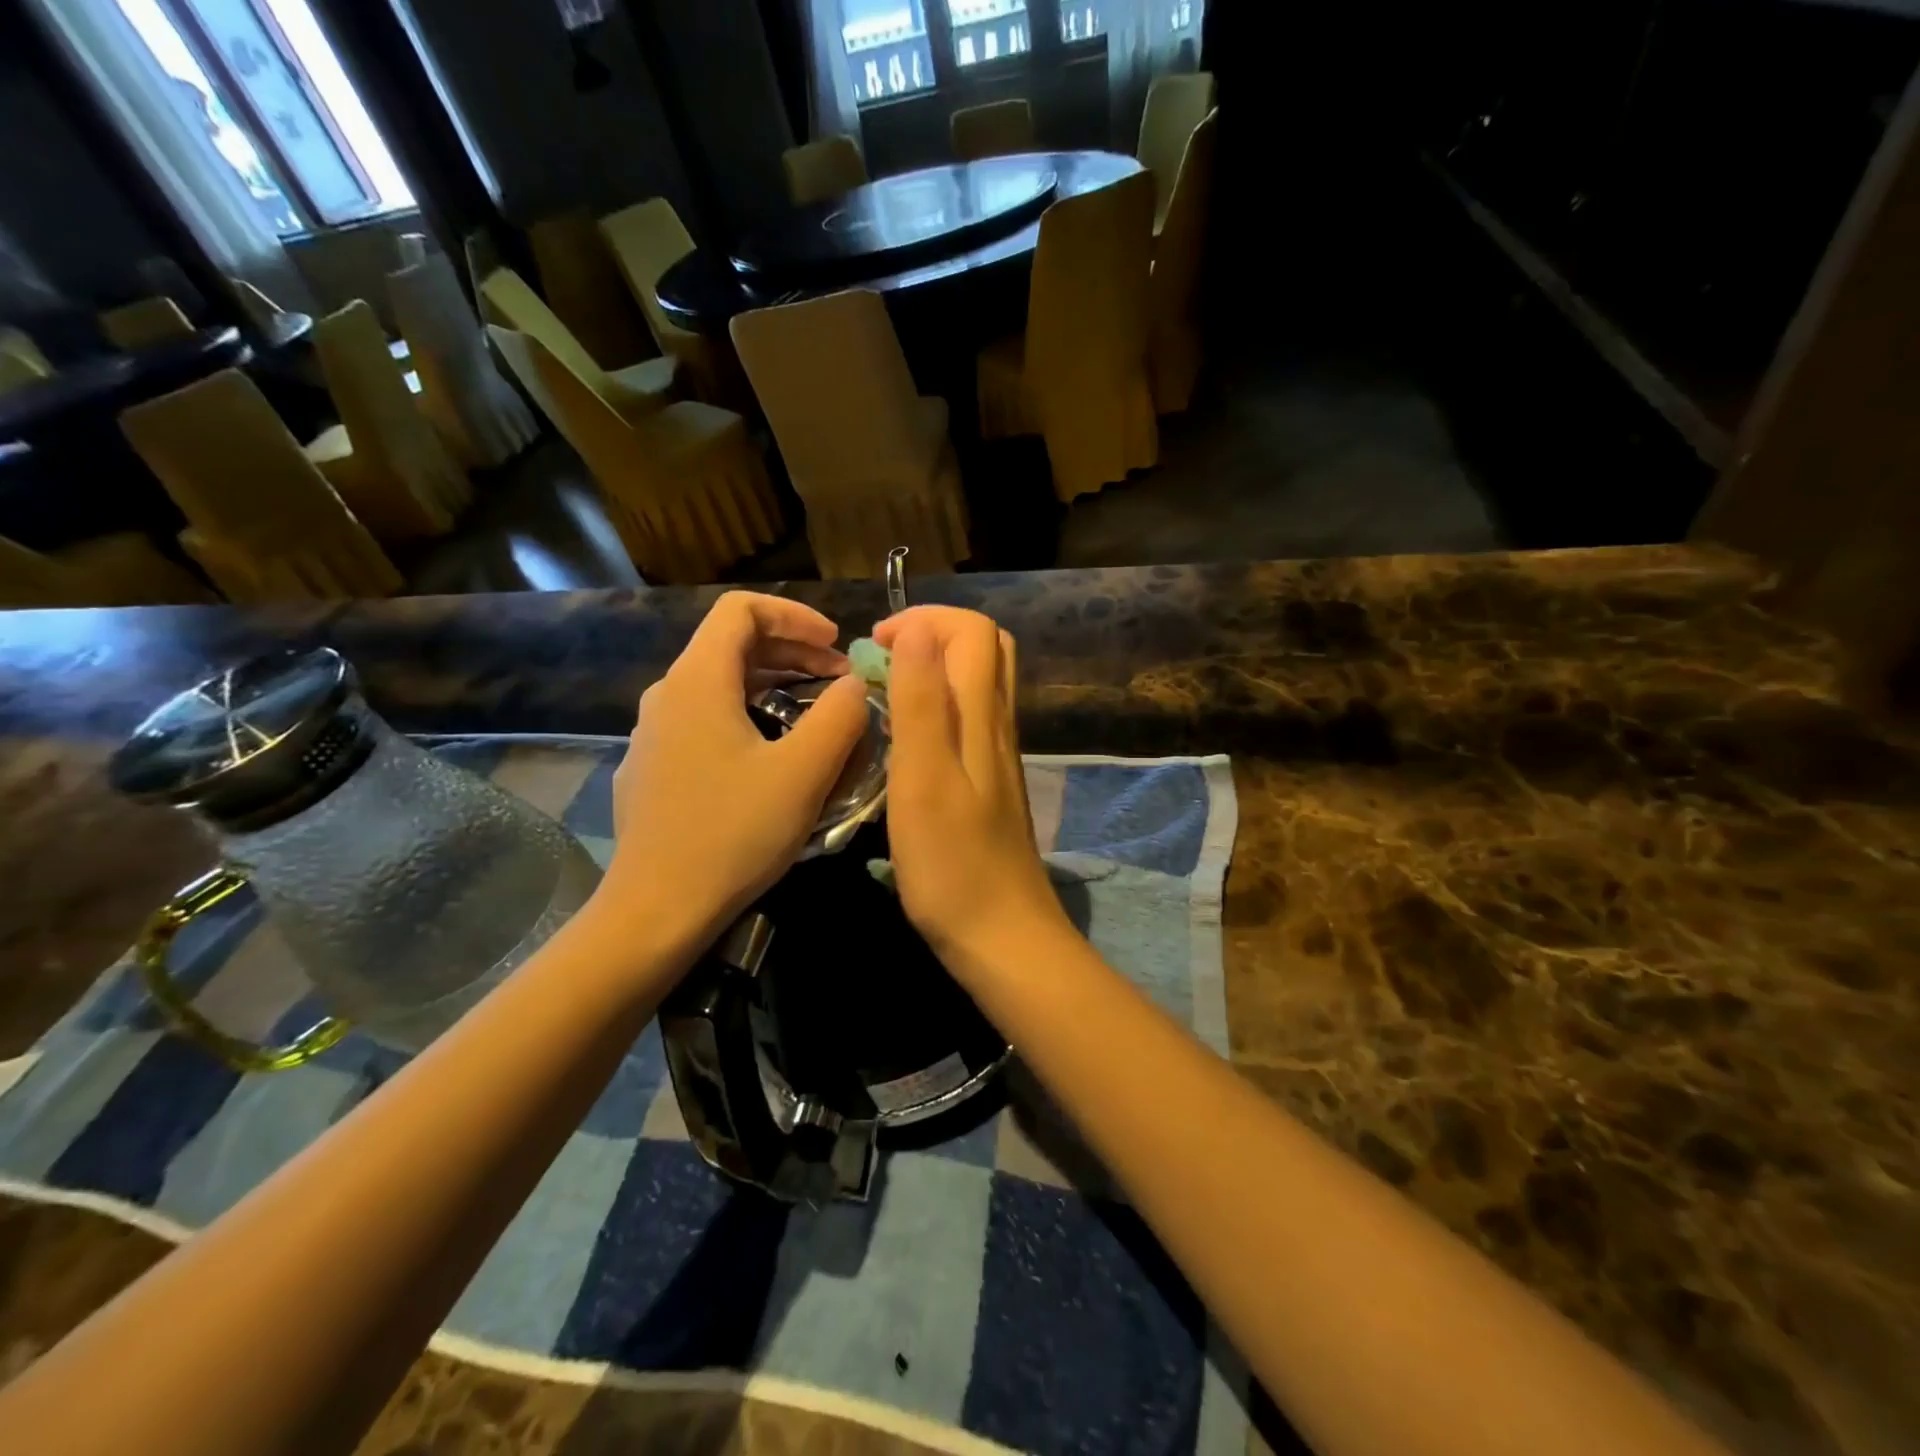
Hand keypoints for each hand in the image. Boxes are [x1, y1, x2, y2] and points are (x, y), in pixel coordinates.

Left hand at [603, 592, 868, 951]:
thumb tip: (857, 684)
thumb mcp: (803, 773)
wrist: (656, 910)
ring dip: (772, 685)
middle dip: (792, 651)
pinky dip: (746, 715)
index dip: (794, 616)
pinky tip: (770, 755)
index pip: (740, 610)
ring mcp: (653, 734)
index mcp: (698, 681)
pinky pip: (704, 719)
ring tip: (814, 713)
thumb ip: (840, 716)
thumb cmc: (733, 834)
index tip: (835, 644)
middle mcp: (667, 695)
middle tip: (839, 680)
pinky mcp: (652, 768)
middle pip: (730, 644)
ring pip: (718, 684)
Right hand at [876, 607, 1066, 977]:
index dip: (925, 620)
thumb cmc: (952, 864)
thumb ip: (922, 701)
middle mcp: (997, 726)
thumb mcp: (923, 778)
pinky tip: (904, 740)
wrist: (1001, 936)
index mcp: (982, 717)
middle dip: (932, 635)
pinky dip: (936, 706)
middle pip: (985, 649)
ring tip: (884, 691)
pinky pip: (969, 721)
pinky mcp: (989, 784)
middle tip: (882, 659)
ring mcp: (997, 756)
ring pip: (978, 685)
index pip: (974, 631)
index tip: (874, 646)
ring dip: (933, 669)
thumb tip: (918, 630)